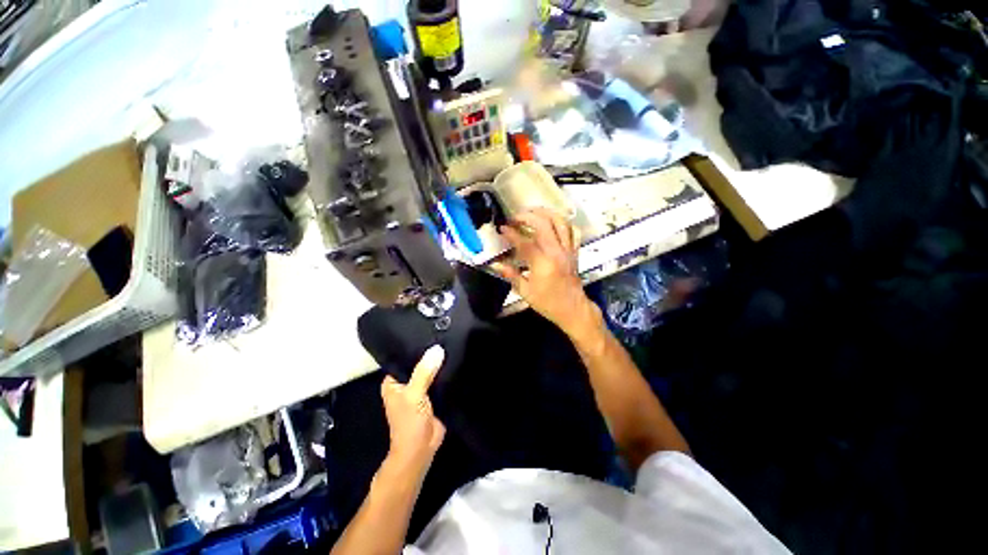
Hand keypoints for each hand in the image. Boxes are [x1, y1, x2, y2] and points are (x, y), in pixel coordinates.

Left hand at [380, 345, 446, 476]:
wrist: (421, 450)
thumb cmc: (410, 423)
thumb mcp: (414, 394)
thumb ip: (424, 372)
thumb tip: (437, 349)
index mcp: (394, 382)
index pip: (405, 358)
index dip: (417, 348)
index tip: (432, 333)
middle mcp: (406, 384)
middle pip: (420, 364)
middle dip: (431, 356)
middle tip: (447, 336)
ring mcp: (421, 390)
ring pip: (431, 372)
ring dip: (440, 365)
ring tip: (454, 344)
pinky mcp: (434, 396)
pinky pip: (440, 381)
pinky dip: (446, 374)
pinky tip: (457, 361)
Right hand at [492, 208, 597, 335]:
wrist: (573, 309)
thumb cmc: (548, 303)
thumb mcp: (526, 292)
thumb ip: (511, 275)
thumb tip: (496, 264)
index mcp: (542, 263)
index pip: (524, 241)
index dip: (511, 233)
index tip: (502, 228)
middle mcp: (556, 252)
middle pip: (543, 224)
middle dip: (527, 216)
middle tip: (515, 218)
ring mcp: (567, 250)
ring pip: (560, 222)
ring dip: (545, 213)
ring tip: (532, 212)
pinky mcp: (574, 251)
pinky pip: (573, 231)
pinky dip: (563, 222)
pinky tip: (553, 222)